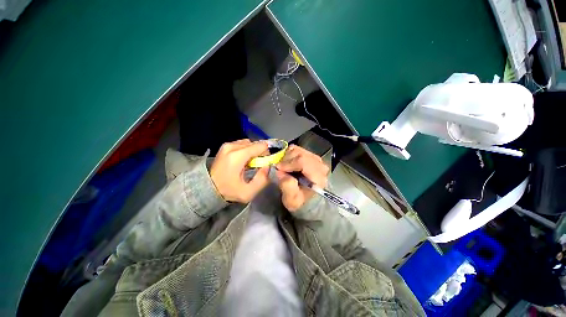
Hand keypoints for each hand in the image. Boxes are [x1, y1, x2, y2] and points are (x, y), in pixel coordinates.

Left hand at [210, 139, 269, 202]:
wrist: (207, 188)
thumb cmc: (228, 191)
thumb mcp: (248, 192)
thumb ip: (262, 179)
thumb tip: (268, 166)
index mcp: (237, 156)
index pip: (260, 146)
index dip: (266, 154)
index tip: (265, 163)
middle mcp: (232, 147)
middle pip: (255, 144)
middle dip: (260, 152)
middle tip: (259, 164)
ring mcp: (227, 145)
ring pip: (249, 143)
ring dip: (253, 151)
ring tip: (251, 162)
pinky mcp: (225, 146)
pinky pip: (242, 144)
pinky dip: (246, 150)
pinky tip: (244, 160)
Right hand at [276, 145, 329, 210]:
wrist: (307, 201)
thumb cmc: (300, 201)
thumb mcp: (292, 200)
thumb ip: (287, 187)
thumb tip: (280, 172)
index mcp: (318, 176)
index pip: (303, 161)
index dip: (288, 163)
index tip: (278, 169)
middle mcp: (320, 165)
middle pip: (300, 154)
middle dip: (286, 160)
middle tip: (280, 169)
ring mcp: (316, 159)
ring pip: (298, 150)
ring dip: (287, 157)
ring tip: (284, 167)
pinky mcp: (311, 156)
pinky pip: (297, 149)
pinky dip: (289, 154)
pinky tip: (288, 164)